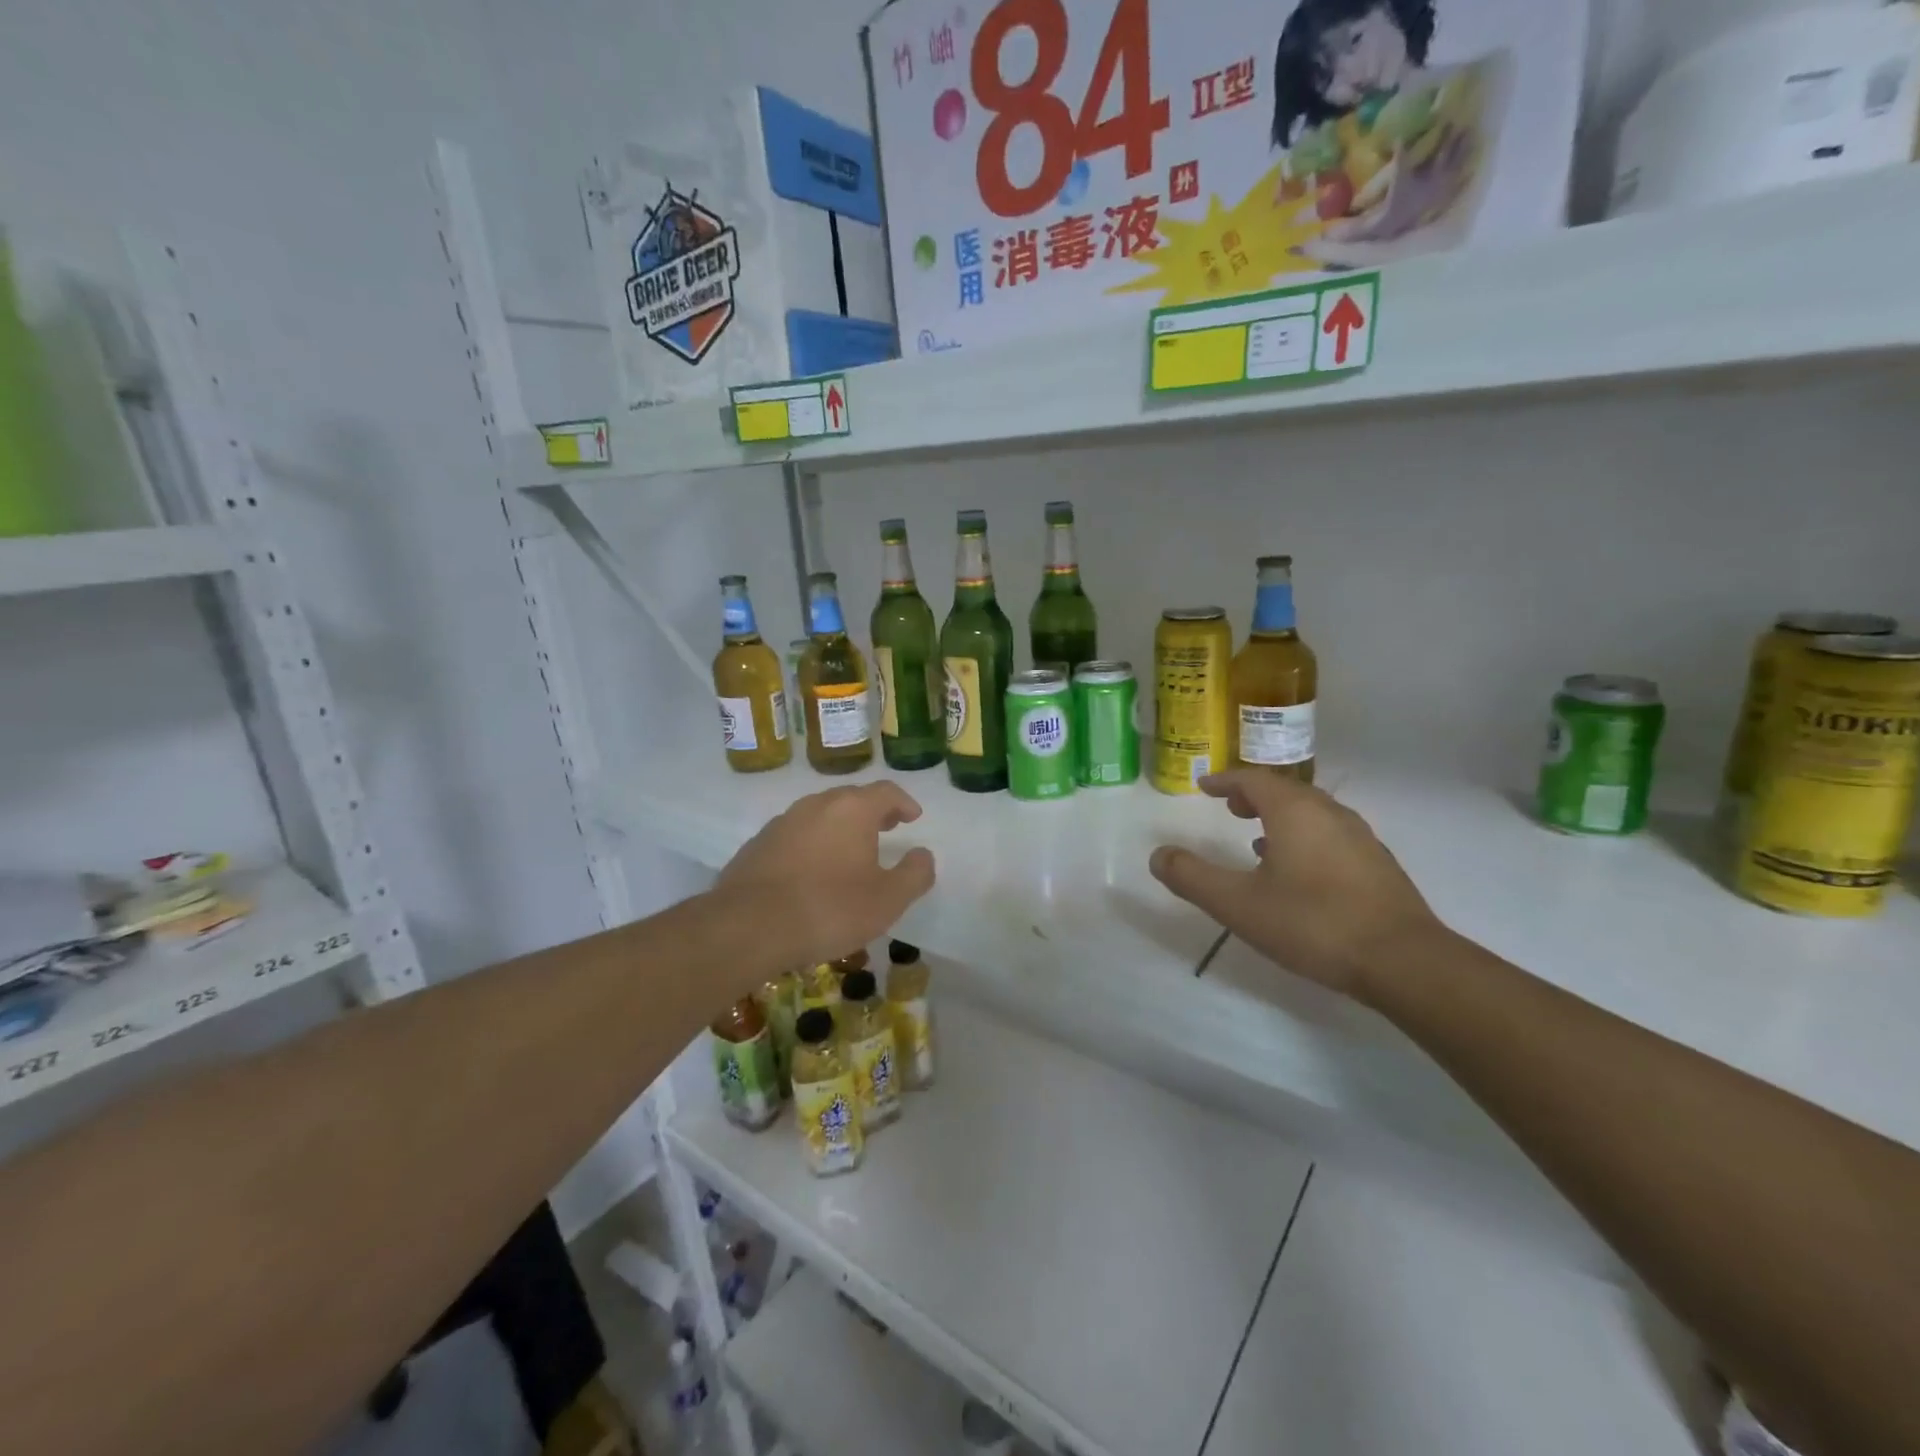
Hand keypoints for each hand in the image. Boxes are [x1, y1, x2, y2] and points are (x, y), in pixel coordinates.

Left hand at [719, 783, 935, 968]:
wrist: (749, 926)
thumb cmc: (830, 909)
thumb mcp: (888, 900)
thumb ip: (914, 874)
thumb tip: (923, 855)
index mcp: (852, 809)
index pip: (886, 791)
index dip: (904, 802)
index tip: (913, 817)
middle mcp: (816, 805)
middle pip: (851, 798)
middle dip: (872, 811)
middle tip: (886, 828)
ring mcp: (782, 822)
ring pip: (820, 814)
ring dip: (839, 826)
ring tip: (849, 851)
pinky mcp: (758, 844)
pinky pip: (795, 835)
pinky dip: (812, 843)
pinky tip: (812, 871)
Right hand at [1149, 771, 1440, 1001]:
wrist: (1404, 961)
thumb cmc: (1312, 923)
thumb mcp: (1238, 904)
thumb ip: (1193, 877)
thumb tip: (1158, 855)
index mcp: (1294, 811)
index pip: (1253, 779)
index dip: (1225, 780)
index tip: (1205, 786)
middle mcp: (1329, 813)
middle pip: (1286, 791)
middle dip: (1254, 796)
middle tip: (1230, 808)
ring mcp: (1360, 838)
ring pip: (1312, 813)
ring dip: (1281, 817)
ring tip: (1258, 840)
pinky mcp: (1378, 865)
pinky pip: (1331, 835)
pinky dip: (1305, 838)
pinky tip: (1299, 872)